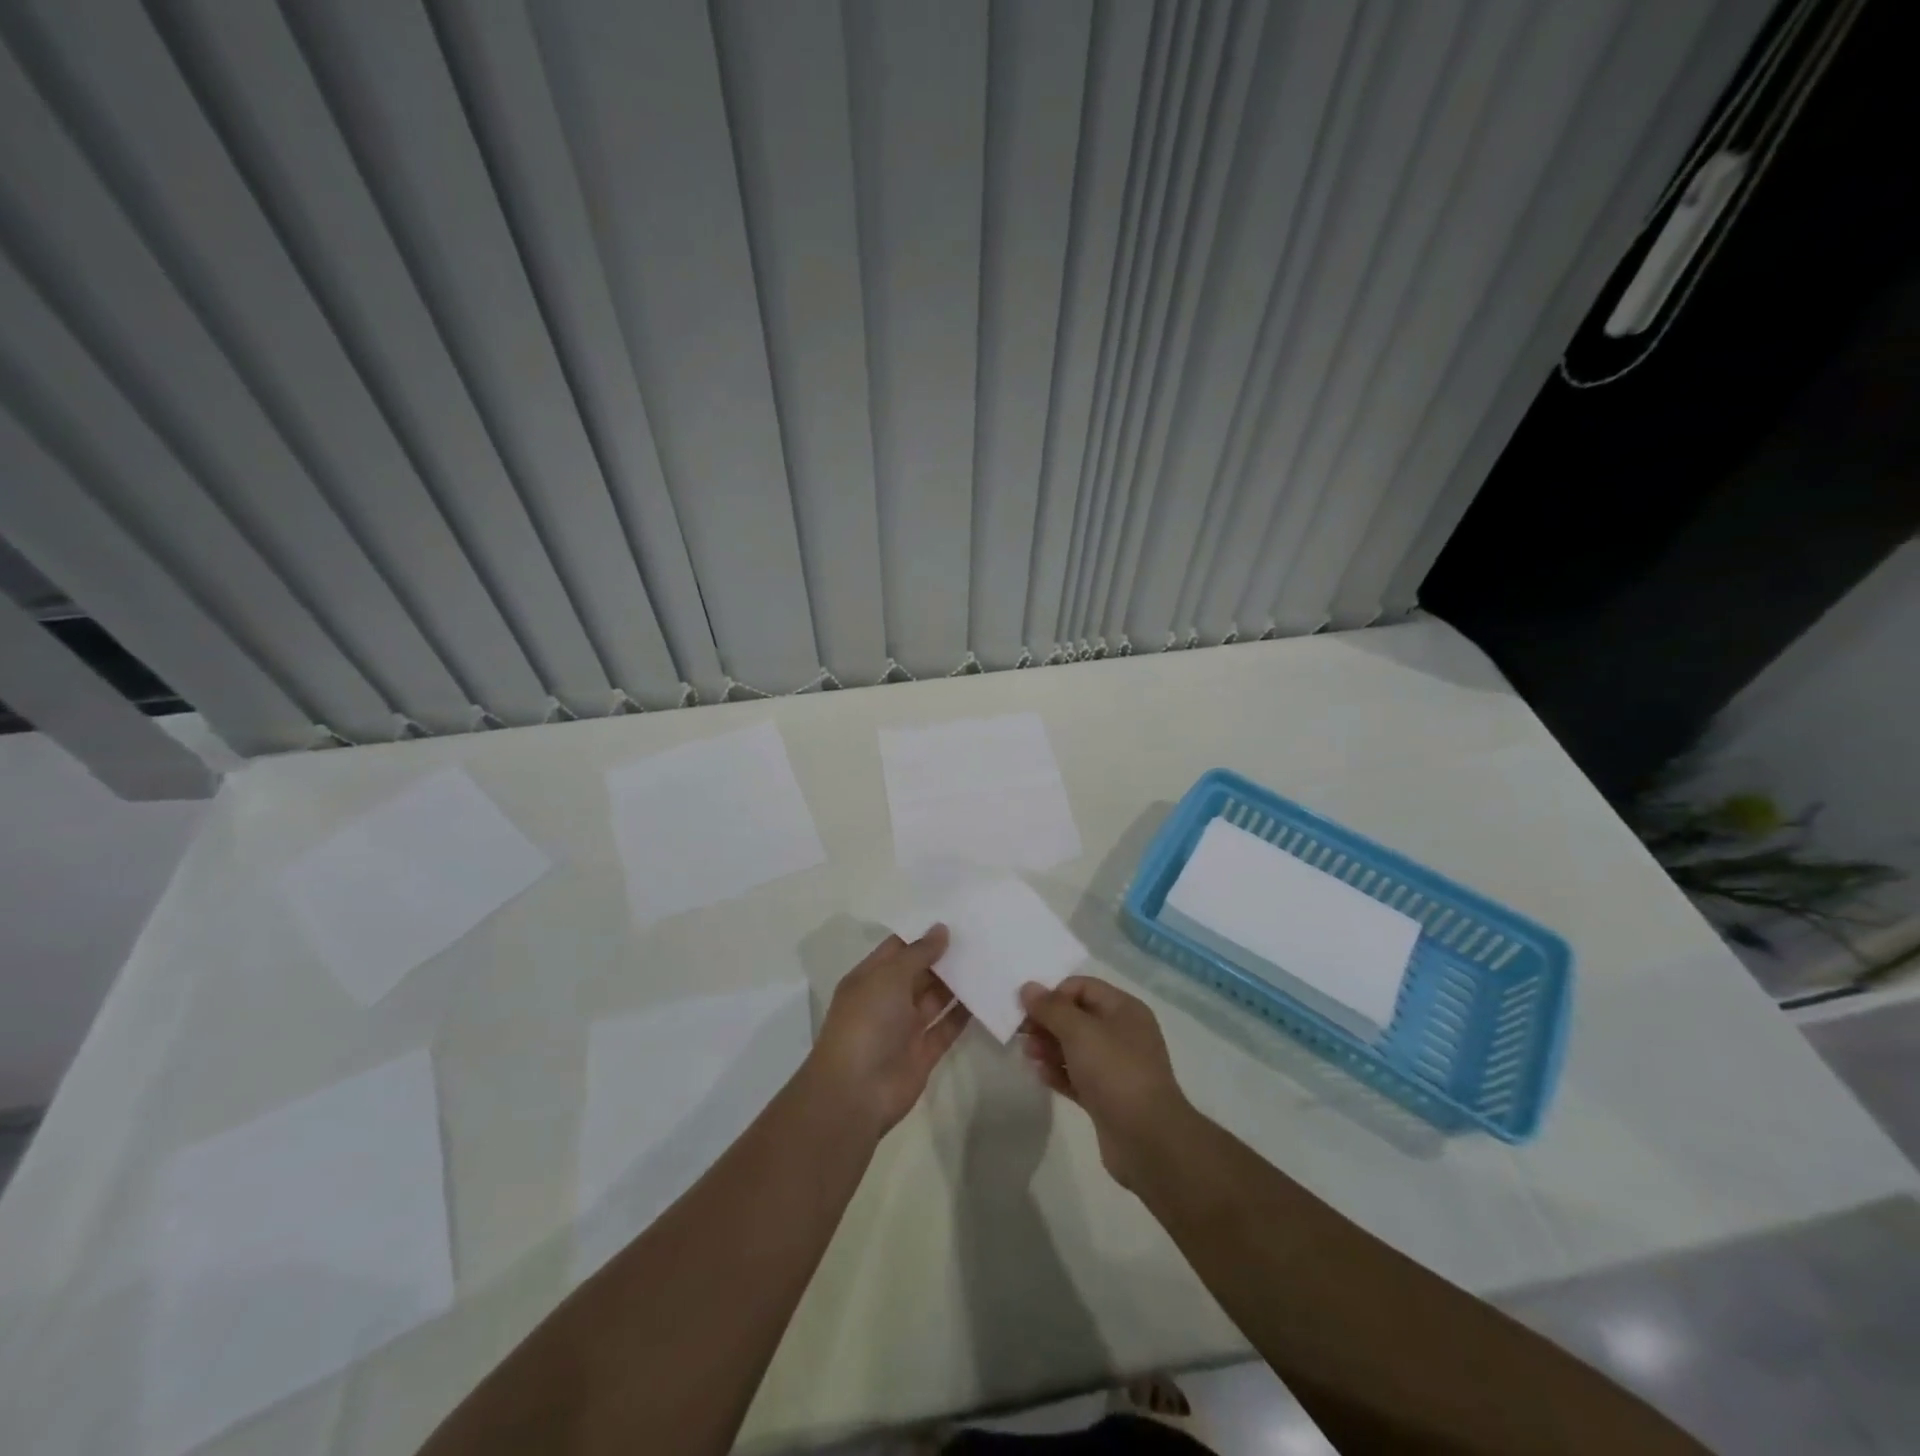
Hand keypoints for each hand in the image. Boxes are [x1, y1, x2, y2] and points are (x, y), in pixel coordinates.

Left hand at [809, 927, 969, 1138]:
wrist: (857, 1092)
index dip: (923, 933)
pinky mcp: (924, 1053)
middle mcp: (887, 1000)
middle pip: (920, 972)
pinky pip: (947, 1027)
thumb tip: (941, 929)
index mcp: (870, 978)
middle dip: (945, 956)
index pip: (898, 948)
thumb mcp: (889, 977)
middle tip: (981, 935)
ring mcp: (905, 1028)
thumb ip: (918, 952)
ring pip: (935, 998)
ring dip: (958, 982)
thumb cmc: (867, 1022)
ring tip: (989, 959)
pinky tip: (987, 994)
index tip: (956, 917)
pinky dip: (964, 1014)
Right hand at [1018, 976, 1194, 1189]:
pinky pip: (1077, 1076)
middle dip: (1047, 1022)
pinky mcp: (1107, 1097)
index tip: (1029, 1009)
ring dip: (1049, 1047)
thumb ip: (1051, 1008)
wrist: (1147, 1139)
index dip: (1054, 994)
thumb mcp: (1079, 1031)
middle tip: (1022, 1033)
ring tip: (1028, 1054)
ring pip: (1075, 1048)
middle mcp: (1122, 1033)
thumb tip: (1028, 987)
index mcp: (1124, 1009)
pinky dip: (1058, 1073)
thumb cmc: (1115, 1072)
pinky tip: (1040, 1075)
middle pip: (1077, 1017)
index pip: (1083, 987)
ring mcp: (1116, 1067)